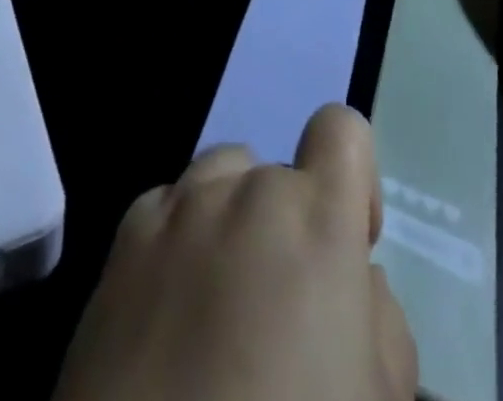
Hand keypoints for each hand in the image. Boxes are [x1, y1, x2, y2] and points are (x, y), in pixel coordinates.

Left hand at [52, 104, 415, 400]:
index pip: (342, 128)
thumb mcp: (377, 394)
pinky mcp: (121, 242)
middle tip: (275, 311)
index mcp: (317, 216)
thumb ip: (380, 314)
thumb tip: (353, 281)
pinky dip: (176, 243)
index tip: (347, 243)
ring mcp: (178, 209)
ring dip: (230, 222)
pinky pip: (166, 209)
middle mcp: (247, 190)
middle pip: (277, 174)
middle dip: (285, 227)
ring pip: (221, 180)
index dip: (353, 180)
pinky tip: (167, 316)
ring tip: (218, 305)